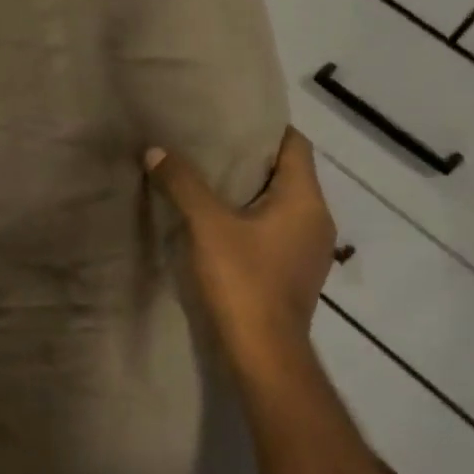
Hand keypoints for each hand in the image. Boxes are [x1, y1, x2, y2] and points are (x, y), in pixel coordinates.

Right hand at [145, 129, 336, 384]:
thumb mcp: (206, 227)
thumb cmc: (243, 281)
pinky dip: (253, 223)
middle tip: (209, 149)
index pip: (295, 145)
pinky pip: (276, 234)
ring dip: (251, 195)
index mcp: (305, 200)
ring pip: (281, 207)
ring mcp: (310, 251)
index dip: (266, 129)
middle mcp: (317, 220)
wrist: (264, 352)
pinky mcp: (296, 275)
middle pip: (288, 175)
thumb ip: (183, 185)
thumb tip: (156, 150)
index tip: (231, 121)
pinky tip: (220, 230)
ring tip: (210, 185)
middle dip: (251, 161)